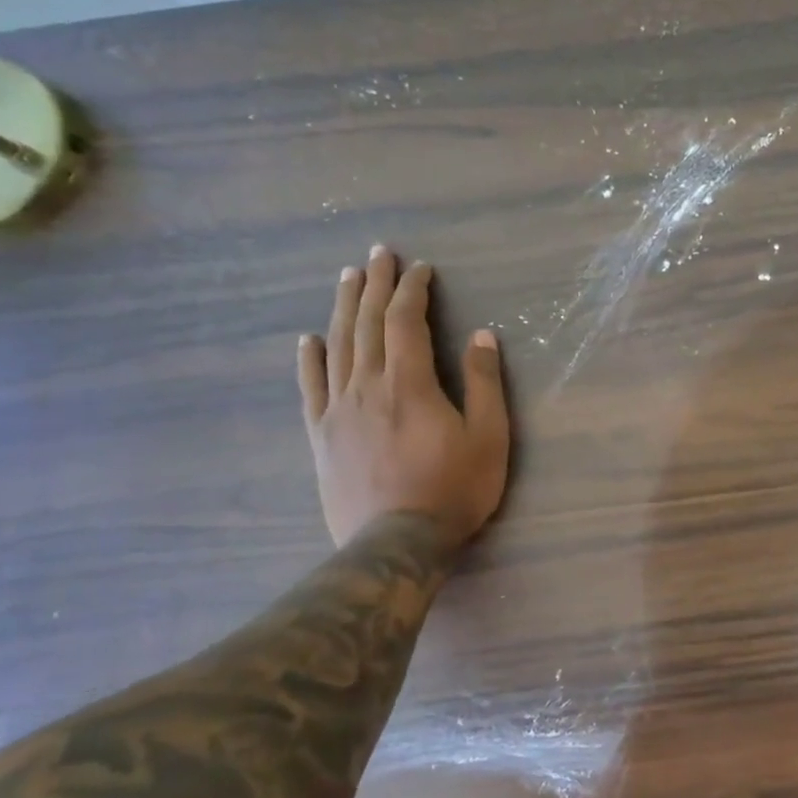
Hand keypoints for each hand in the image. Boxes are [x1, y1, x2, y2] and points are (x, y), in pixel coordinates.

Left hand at [297, 247, 510, 548]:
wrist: (396, 543)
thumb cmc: (452, 491)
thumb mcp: (489, 438)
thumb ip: (484, 383)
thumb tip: (481, 335)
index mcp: (410, 383)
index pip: (406, 321)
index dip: (413, 289)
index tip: (420, 268)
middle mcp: (368, 386)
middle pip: (367, 323)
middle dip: (375, 284)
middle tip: (378, 254)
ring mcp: (338, 410)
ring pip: (338, 346)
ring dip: (343, 307)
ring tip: (347, 278)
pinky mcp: (321, 436)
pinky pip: (311, 388)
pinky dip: (309, 359)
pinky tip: (308, 339)